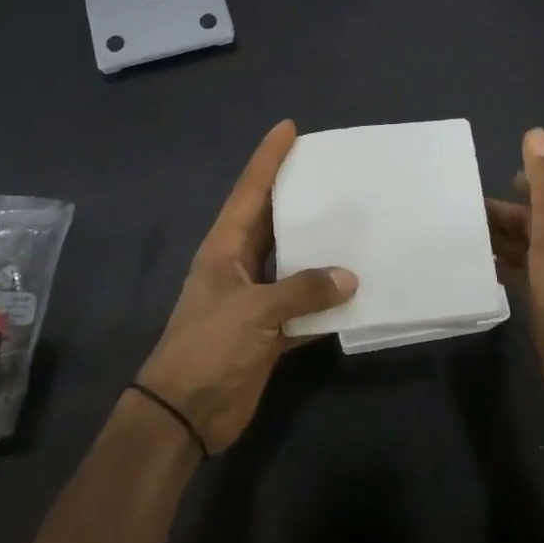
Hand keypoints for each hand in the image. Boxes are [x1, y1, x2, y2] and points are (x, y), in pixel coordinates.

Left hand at [137, 121, 357, 453]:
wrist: (186, 413)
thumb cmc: (208, 347)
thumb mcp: (253, 311)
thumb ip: (302, 291)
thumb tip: (350, 277)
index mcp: (225, 248)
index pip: (250, 192)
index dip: (268, 159)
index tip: (289, 128)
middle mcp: (241, 266)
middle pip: (274, 222)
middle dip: (300, 197)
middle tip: (335, 172)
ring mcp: (256, 300)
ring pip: (294, 264)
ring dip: (320, 251)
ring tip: (357, 224)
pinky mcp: (270, 332)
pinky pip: (305, 308)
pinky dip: (327, 303)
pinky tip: (357, 292)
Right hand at [486, 128, 543, 419]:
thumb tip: (536, 133)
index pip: (543, 193)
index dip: (521, 181)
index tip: (487, 176)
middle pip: (528, 220)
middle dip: (499, 213)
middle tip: (458, 211)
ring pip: (521, 247)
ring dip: (496, 238)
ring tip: (460, 236)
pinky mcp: (543, 301)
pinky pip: (517, 273)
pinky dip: (499, 265)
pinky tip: (477, 268)